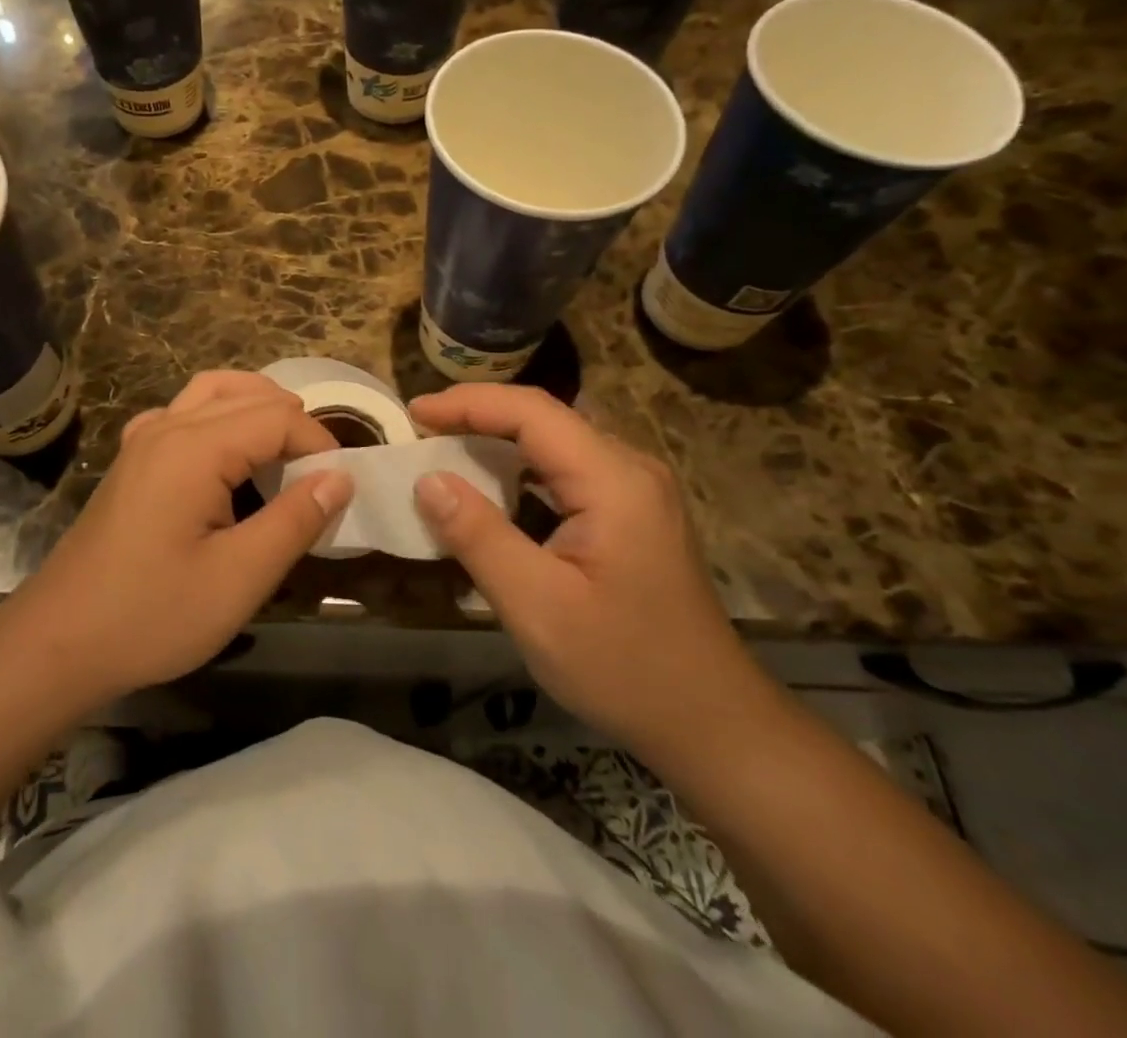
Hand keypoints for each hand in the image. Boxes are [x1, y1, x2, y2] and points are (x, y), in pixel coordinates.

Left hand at [2, 371, 353, 704]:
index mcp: (196, 447)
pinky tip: (225, 458)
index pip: (279, 417)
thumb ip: (295, 520)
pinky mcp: (131, 459)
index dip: (320, 446)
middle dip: (294, 425)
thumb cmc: (152, 615)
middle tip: (318, 477)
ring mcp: (143, 439)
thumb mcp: (239, 578)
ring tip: (285, 454)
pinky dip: (219, 417)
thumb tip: (342, 477)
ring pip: (213, 392)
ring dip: (257, 409)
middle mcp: (168, 425)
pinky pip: (183, 412)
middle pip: (249, 394)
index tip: (340, 490)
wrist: (58, 642)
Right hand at [409, 384, 770, 752]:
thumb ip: (479, 536)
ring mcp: (637, 490)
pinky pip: (568, 469)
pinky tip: (495, 488)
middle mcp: (630, 468)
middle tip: (422, 430)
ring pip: (557, 441)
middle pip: (546, 417)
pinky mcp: (633, 513)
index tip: (415, 412)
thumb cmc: (624, 668)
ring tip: (446, 449)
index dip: (468, 403)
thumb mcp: (537, 607)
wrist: (712, 724)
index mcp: (613, 480)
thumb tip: (427, 480)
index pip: (532, 412)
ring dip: (499, 439)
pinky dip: (522, 468)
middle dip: (479, 415)